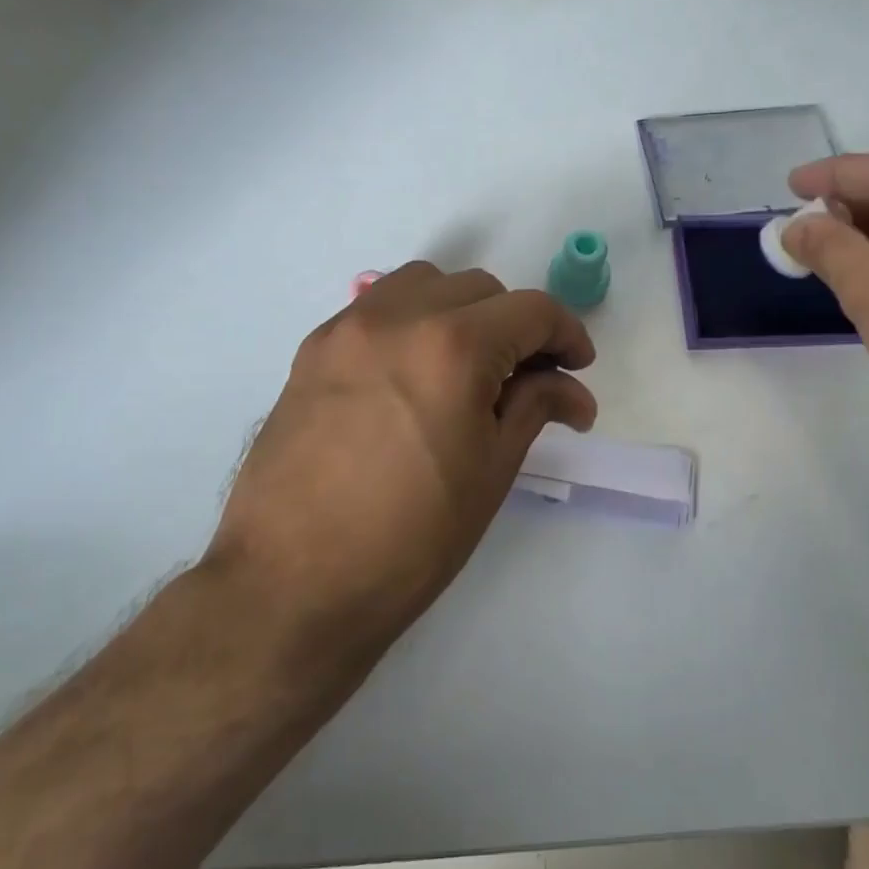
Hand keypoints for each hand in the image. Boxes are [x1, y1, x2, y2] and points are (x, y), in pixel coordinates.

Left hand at [207, 262, 596, 664]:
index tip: (578, 368)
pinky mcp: (312, 351)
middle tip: (526, 378)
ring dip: (460, 310)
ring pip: (423, 284)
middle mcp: (397, 317)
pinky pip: (377, 309)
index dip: (567, 334)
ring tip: (467, 366)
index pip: (531, 310)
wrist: (290, 584)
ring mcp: (347, 329)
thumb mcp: (491, 471)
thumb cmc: (410, 539)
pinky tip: (412, 375)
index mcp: (453, 346)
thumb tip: (573, 391)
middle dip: (515, 324)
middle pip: (479, 288)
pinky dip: (411, 322)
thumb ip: (535, 408)